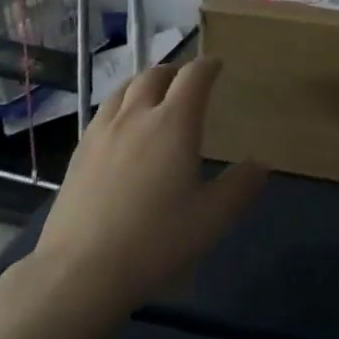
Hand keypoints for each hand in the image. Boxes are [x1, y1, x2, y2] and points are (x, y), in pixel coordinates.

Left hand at [28, 57, 266, 324]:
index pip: (194, 76)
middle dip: (175, 72)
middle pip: (156, 74)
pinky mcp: (78, 153)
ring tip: (152, 96)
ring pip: (124, 89)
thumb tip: (260, 165)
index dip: (208, 66)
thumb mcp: (211, 219)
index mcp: (174, 122)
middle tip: (185, 82)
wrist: (79, 273)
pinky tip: (120, 129)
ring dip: (144, 84)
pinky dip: (119, 106)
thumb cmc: (154, 241)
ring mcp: (103, 132)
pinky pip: (103, 113)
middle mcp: (138, 115)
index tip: (217, 65)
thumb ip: (239, 188)